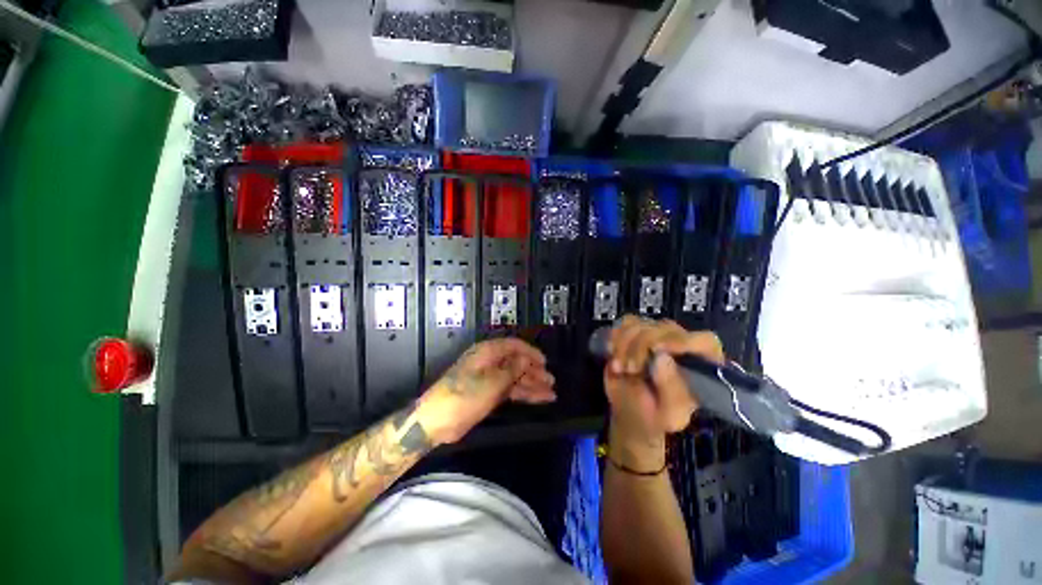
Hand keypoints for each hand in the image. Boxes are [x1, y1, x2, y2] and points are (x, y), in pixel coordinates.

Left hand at [417, 338, 555, 444]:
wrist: (437, 421)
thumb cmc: (464, 396)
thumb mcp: (491, 382)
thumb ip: (512, 369)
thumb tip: (525, 358)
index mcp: (488, 352)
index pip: (514, 346)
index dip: (531, 352)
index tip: (545, 362)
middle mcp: (490, 362)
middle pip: (517, 362)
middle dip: (534, 371)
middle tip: (551, 381)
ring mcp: (490, 378)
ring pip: (515, 377)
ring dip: (532, 384)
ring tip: (550, 393)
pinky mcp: (488, 393)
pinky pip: (510, 389)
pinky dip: (523, 393)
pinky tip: (538, 399)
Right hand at [604, 316, 724, 469]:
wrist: (630, 411)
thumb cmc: (655, 416)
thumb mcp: (668, 414)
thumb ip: (671, 389)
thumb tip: (662, 357)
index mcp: (701, 367)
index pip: (704, 341)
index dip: (683, 340)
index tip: (657, 349)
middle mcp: (683, 345)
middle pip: (665, 328)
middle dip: (641, 346)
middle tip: (630, 369)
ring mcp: (659, 335)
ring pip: (642, 324)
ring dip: (625, 345)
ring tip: (621, 368)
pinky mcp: (638, 331)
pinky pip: (626, 322)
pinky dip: (617, 337)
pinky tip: (614, 353)